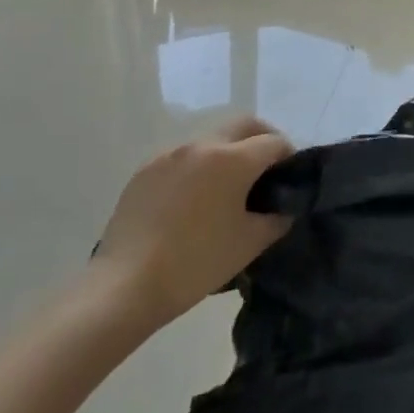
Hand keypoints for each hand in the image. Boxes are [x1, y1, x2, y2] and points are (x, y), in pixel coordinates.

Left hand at [85, 118, 294, 345]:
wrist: (124, 286)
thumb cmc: (195, 264)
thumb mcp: (249, 244)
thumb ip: (277, 219)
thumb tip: (285, 207)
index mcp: (232, 159)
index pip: (274, 142)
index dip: (289, 158)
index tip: (289, 180)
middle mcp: (202, 144)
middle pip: (245, 125)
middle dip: (262, 140)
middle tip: (266, 172)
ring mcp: (170, 154)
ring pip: (212, 139)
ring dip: (228, 153)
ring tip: (226, 189)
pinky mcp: (145, 169)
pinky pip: (182, 157)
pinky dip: (198, 167)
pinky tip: (192, 200)